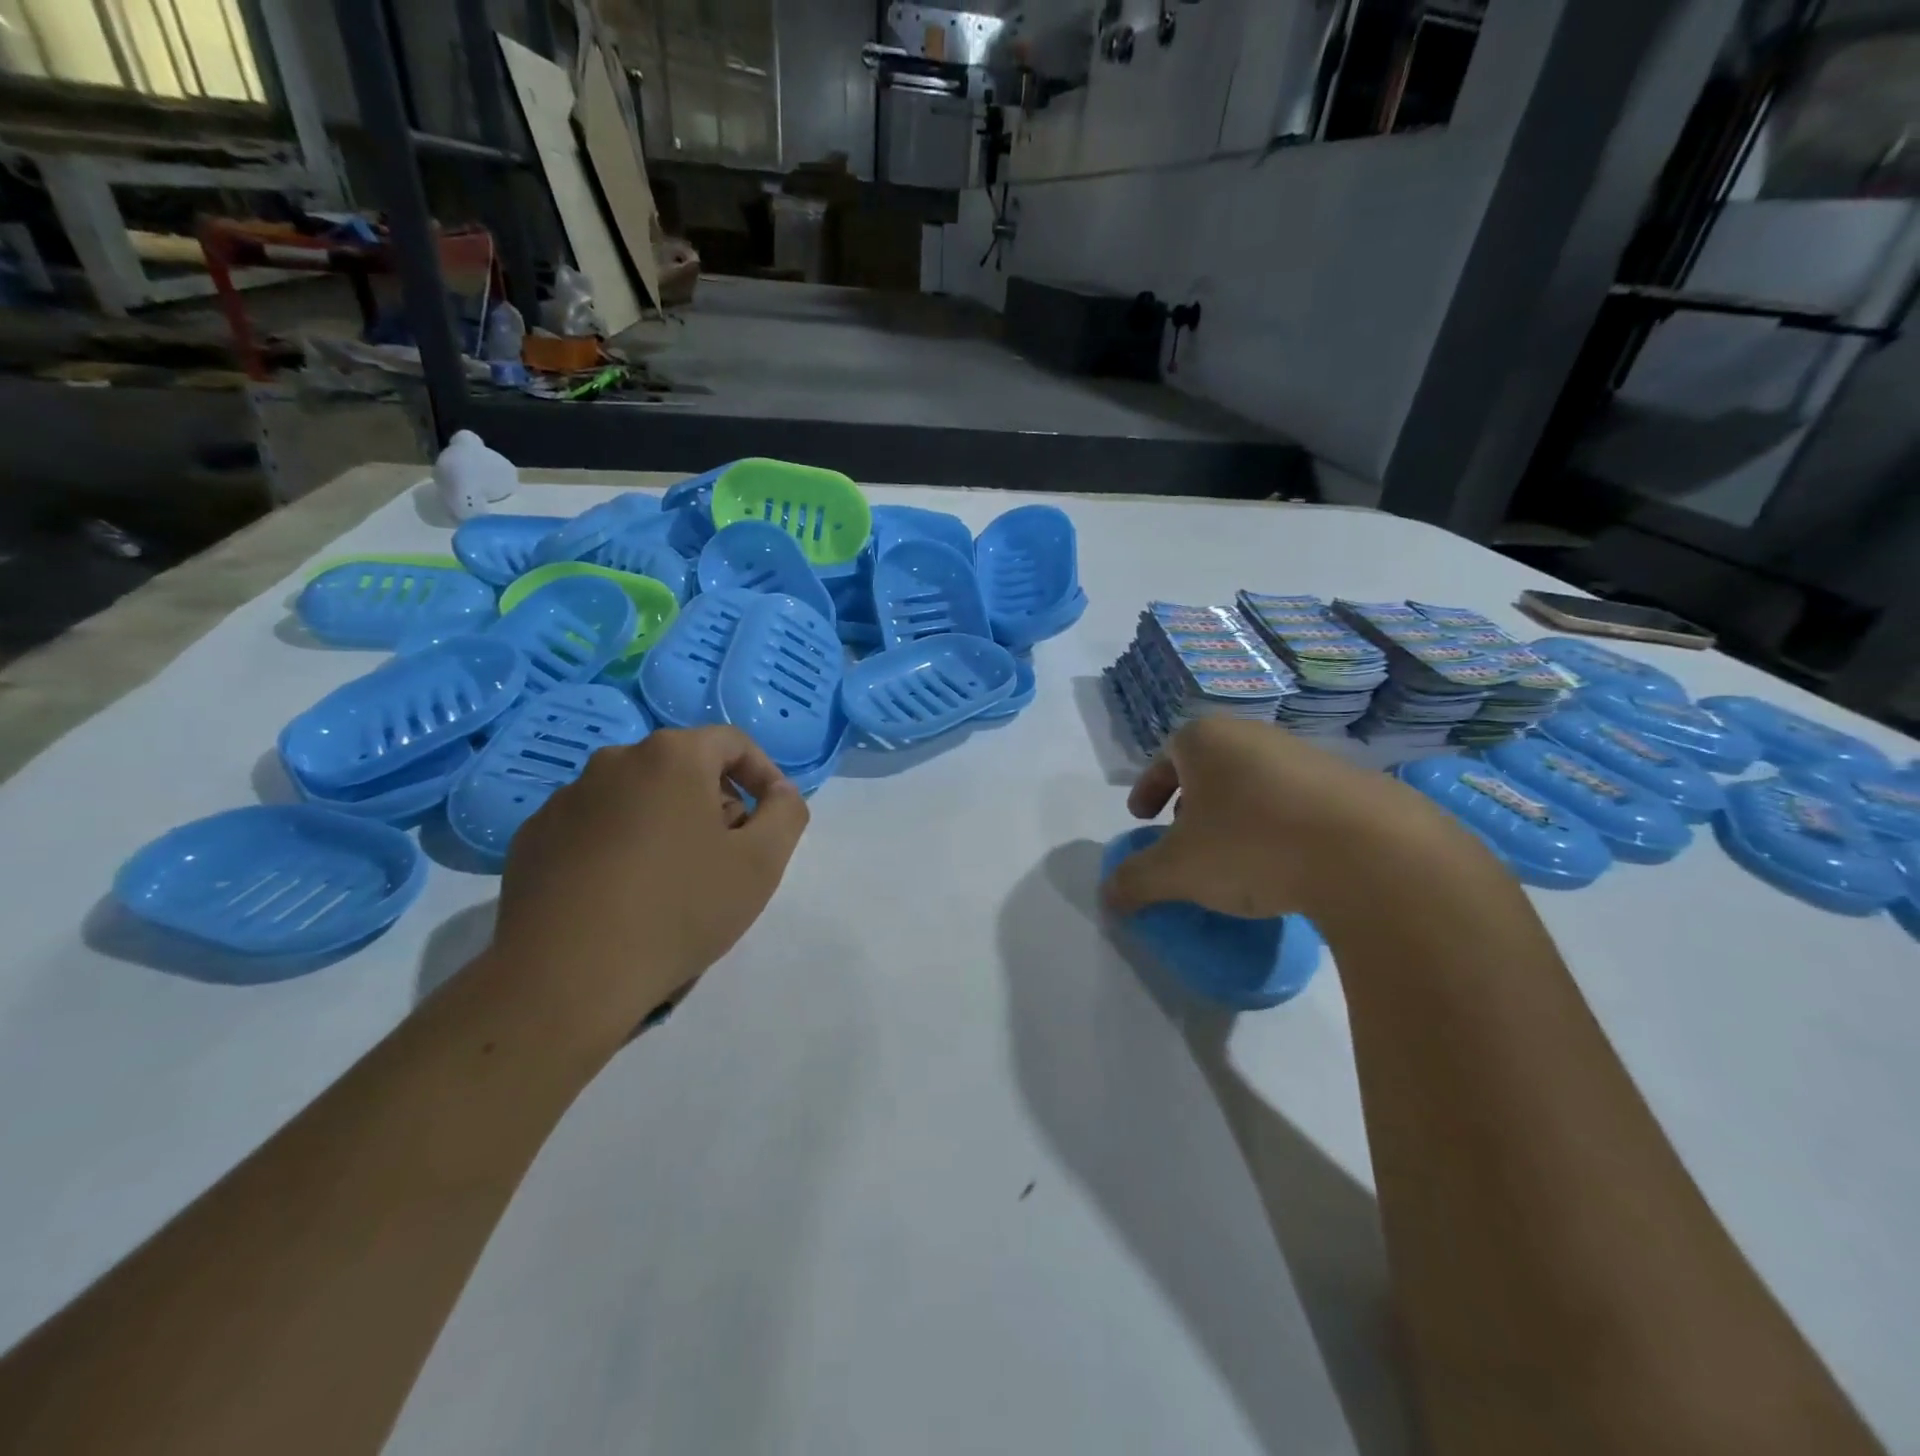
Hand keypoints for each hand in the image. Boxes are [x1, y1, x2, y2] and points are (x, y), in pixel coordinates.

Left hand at [490, 726, 809, 1052]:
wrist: (565, 976)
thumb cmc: (679, 909)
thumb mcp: (761, 863)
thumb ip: (786, 813)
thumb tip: (779, 792)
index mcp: (672, 756)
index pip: (732, 742)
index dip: (763, 774)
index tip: (772, 818)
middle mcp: (614, 761)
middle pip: (683, 768)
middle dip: (714, 802)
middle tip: (727, 855)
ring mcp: (565, 799)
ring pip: (636, 797)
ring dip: (665, 824)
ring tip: (674, 881)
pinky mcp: (532, 839)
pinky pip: (594, 828)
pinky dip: (619, 846)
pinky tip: (622, 896)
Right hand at [1101, 718, 1474, 921]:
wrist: (1370, 853)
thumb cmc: (1251, 846)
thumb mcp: (1177, 871)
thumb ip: (1135, 881)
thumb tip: (1107, 896)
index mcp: (1205, 740)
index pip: (1164, 757)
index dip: (1147, 789)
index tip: (1142, 818)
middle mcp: (1253, 735)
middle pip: (1209, 765)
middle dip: (1191, 799)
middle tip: (1185, 834)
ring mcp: (1305, 754)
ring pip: (1252, 780)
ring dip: (1235, 812)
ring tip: (1236, 853)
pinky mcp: (1349, 782)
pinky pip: (1295, 799)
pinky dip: (1277, 824)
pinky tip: (1285, 862)